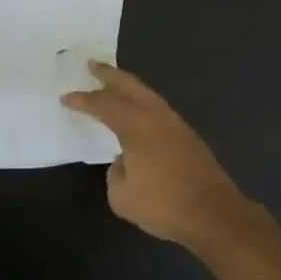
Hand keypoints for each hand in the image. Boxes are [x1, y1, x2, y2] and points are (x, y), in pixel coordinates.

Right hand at [61, 63, 258, 251]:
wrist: (214, 214)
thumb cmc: (163, 204)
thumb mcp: (122, 195)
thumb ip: (116, 172)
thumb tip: (125, 161)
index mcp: (136, 126)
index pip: (104, 104)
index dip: (83, 100)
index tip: (66, 97)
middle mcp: (156, 116)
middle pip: (130, 86)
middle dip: (110, 74)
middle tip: (93, 65)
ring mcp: (177, 125)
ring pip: (148, 95)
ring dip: (129, 87)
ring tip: (114, 85)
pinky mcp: (189, 137)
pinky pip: (158, 110)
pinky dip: (143, 103)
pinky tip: (139, 113)